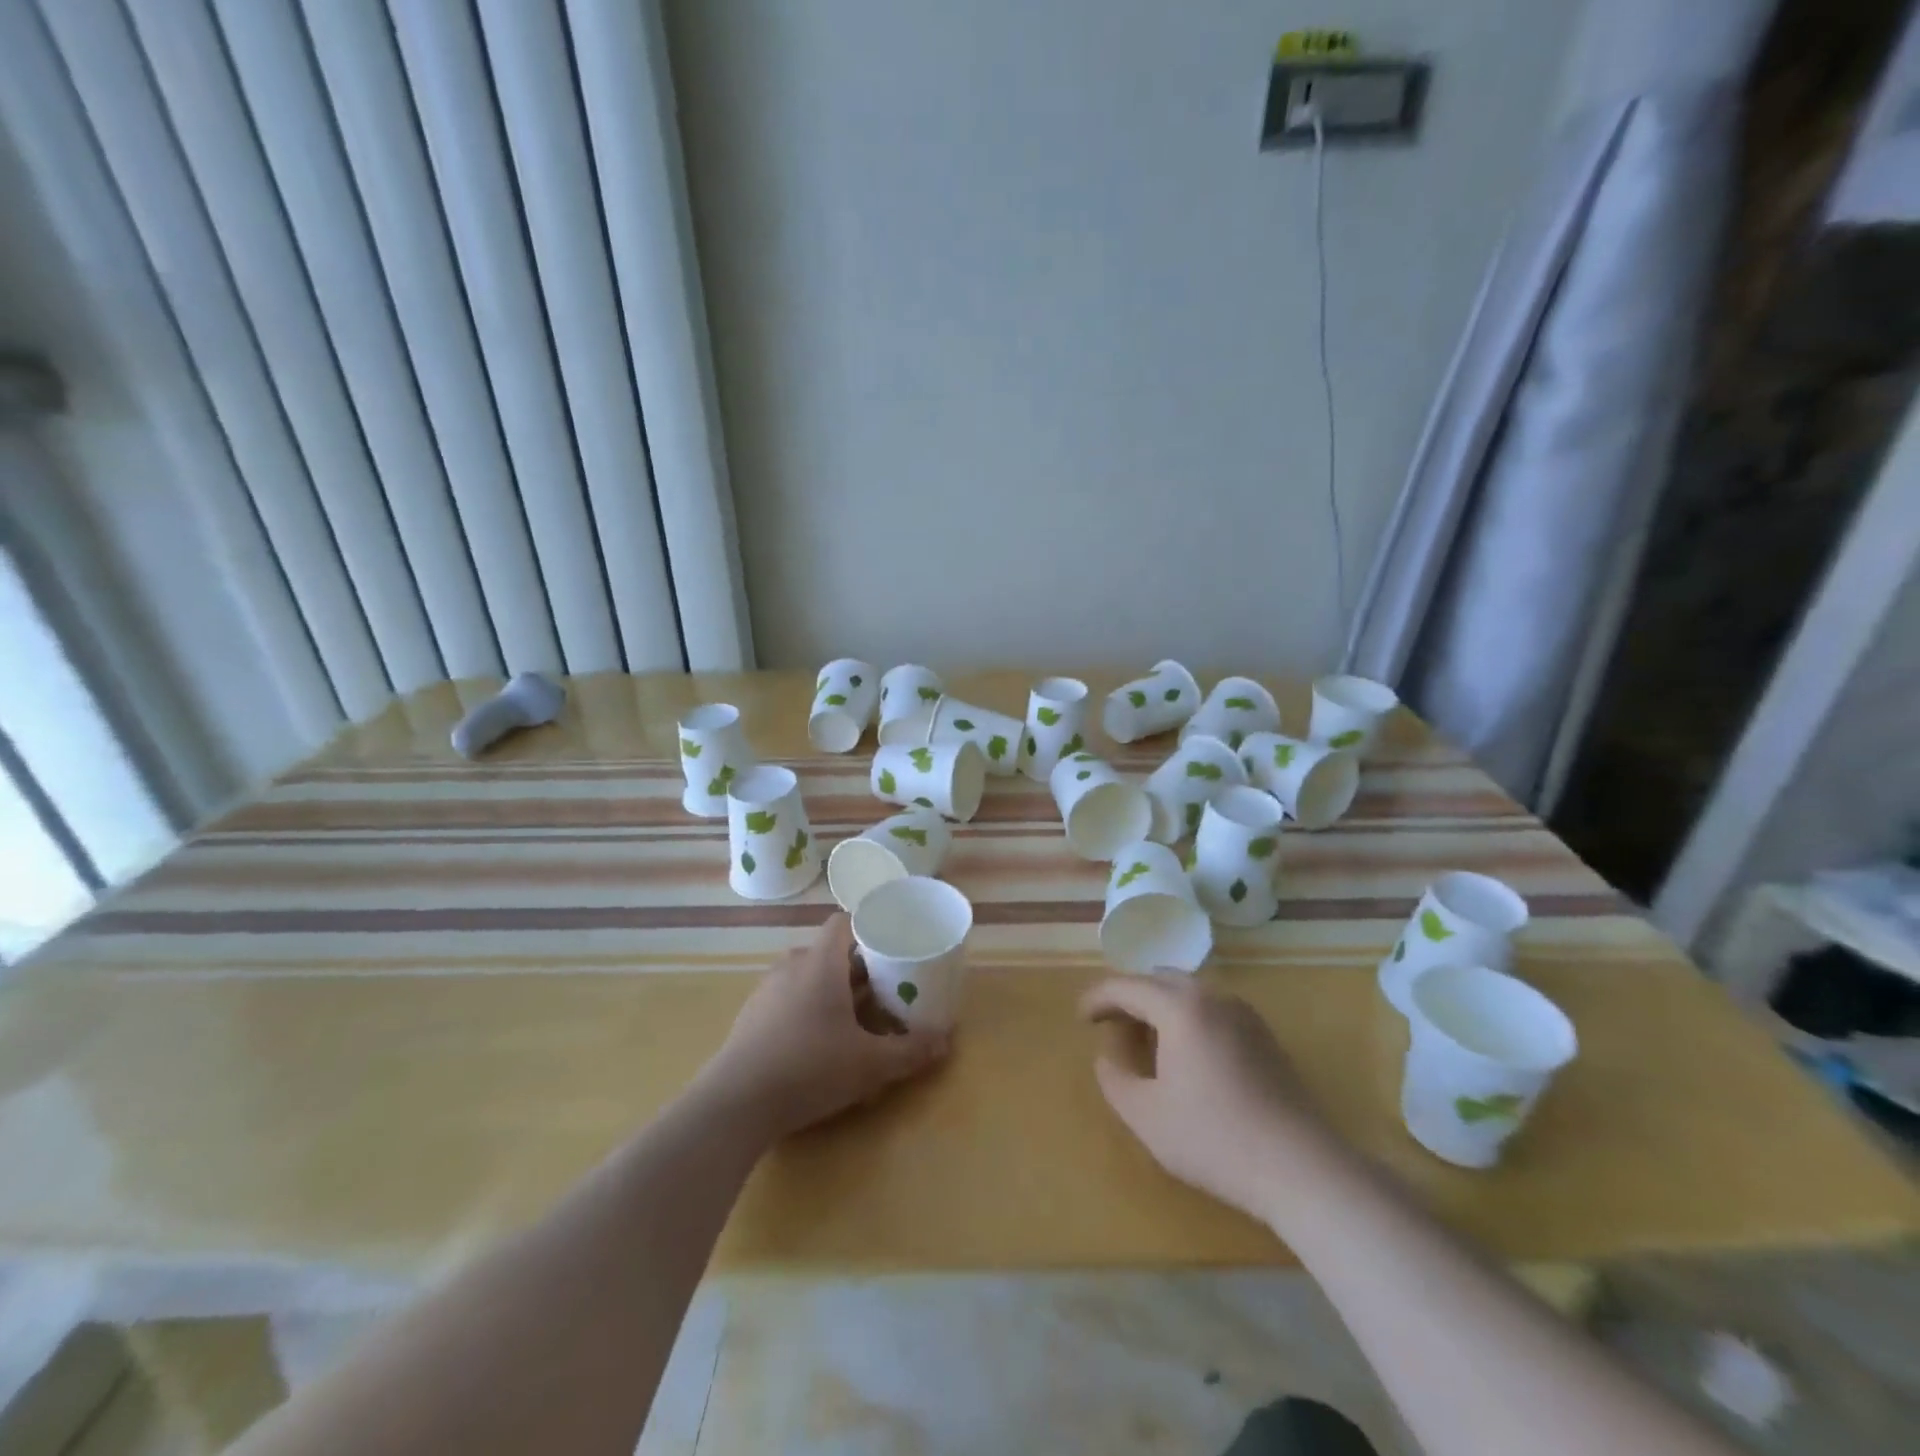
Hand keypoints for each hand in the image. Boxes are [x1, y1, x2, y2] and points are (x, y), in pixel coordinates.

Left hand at [698, 914, 949, 1141]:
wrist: (734, 1105)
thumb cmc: (809, 1068)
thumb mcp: (869, 1064)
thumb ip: (909, 1050)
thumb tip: (945, 1042)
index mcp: (820, 962)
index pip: (843, 922)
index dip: (868, 928)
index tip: (891, 946)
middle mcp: (791, 966)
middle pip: (829, 952)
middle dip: (858, 968)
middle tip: (885, 990)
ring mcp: (766, 991)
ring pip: (807, 976)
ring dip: (832, 990)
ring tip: (856, 1018)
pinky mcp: (750, 1017)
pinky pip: (788, 999)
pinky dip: (808, 1009)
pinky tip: (819, 1043)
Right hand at [1080, 973, 1335, 1220]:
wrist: (1300, 1167)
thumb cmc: (1214, 1139)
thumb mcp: (1146, 1116)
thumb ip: (1114, 1079)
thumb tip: (1108, 1055)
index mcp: (1180, 1007)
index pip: (1127, 986)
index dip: (1098, 998)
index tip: (1081, 1017)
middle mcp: (1212, 996)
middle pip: (1159, 979)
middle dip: (1129, 996)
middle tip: (1110, 1024)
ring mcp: (1243, 1013)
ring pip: (1189, 991)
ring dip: (1159, 1005)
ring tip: (1144, 1039)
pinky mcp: (1264, 1034)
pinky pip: (1212, 1008)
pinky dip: (1187, 1016)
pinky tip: (1184, 1053)